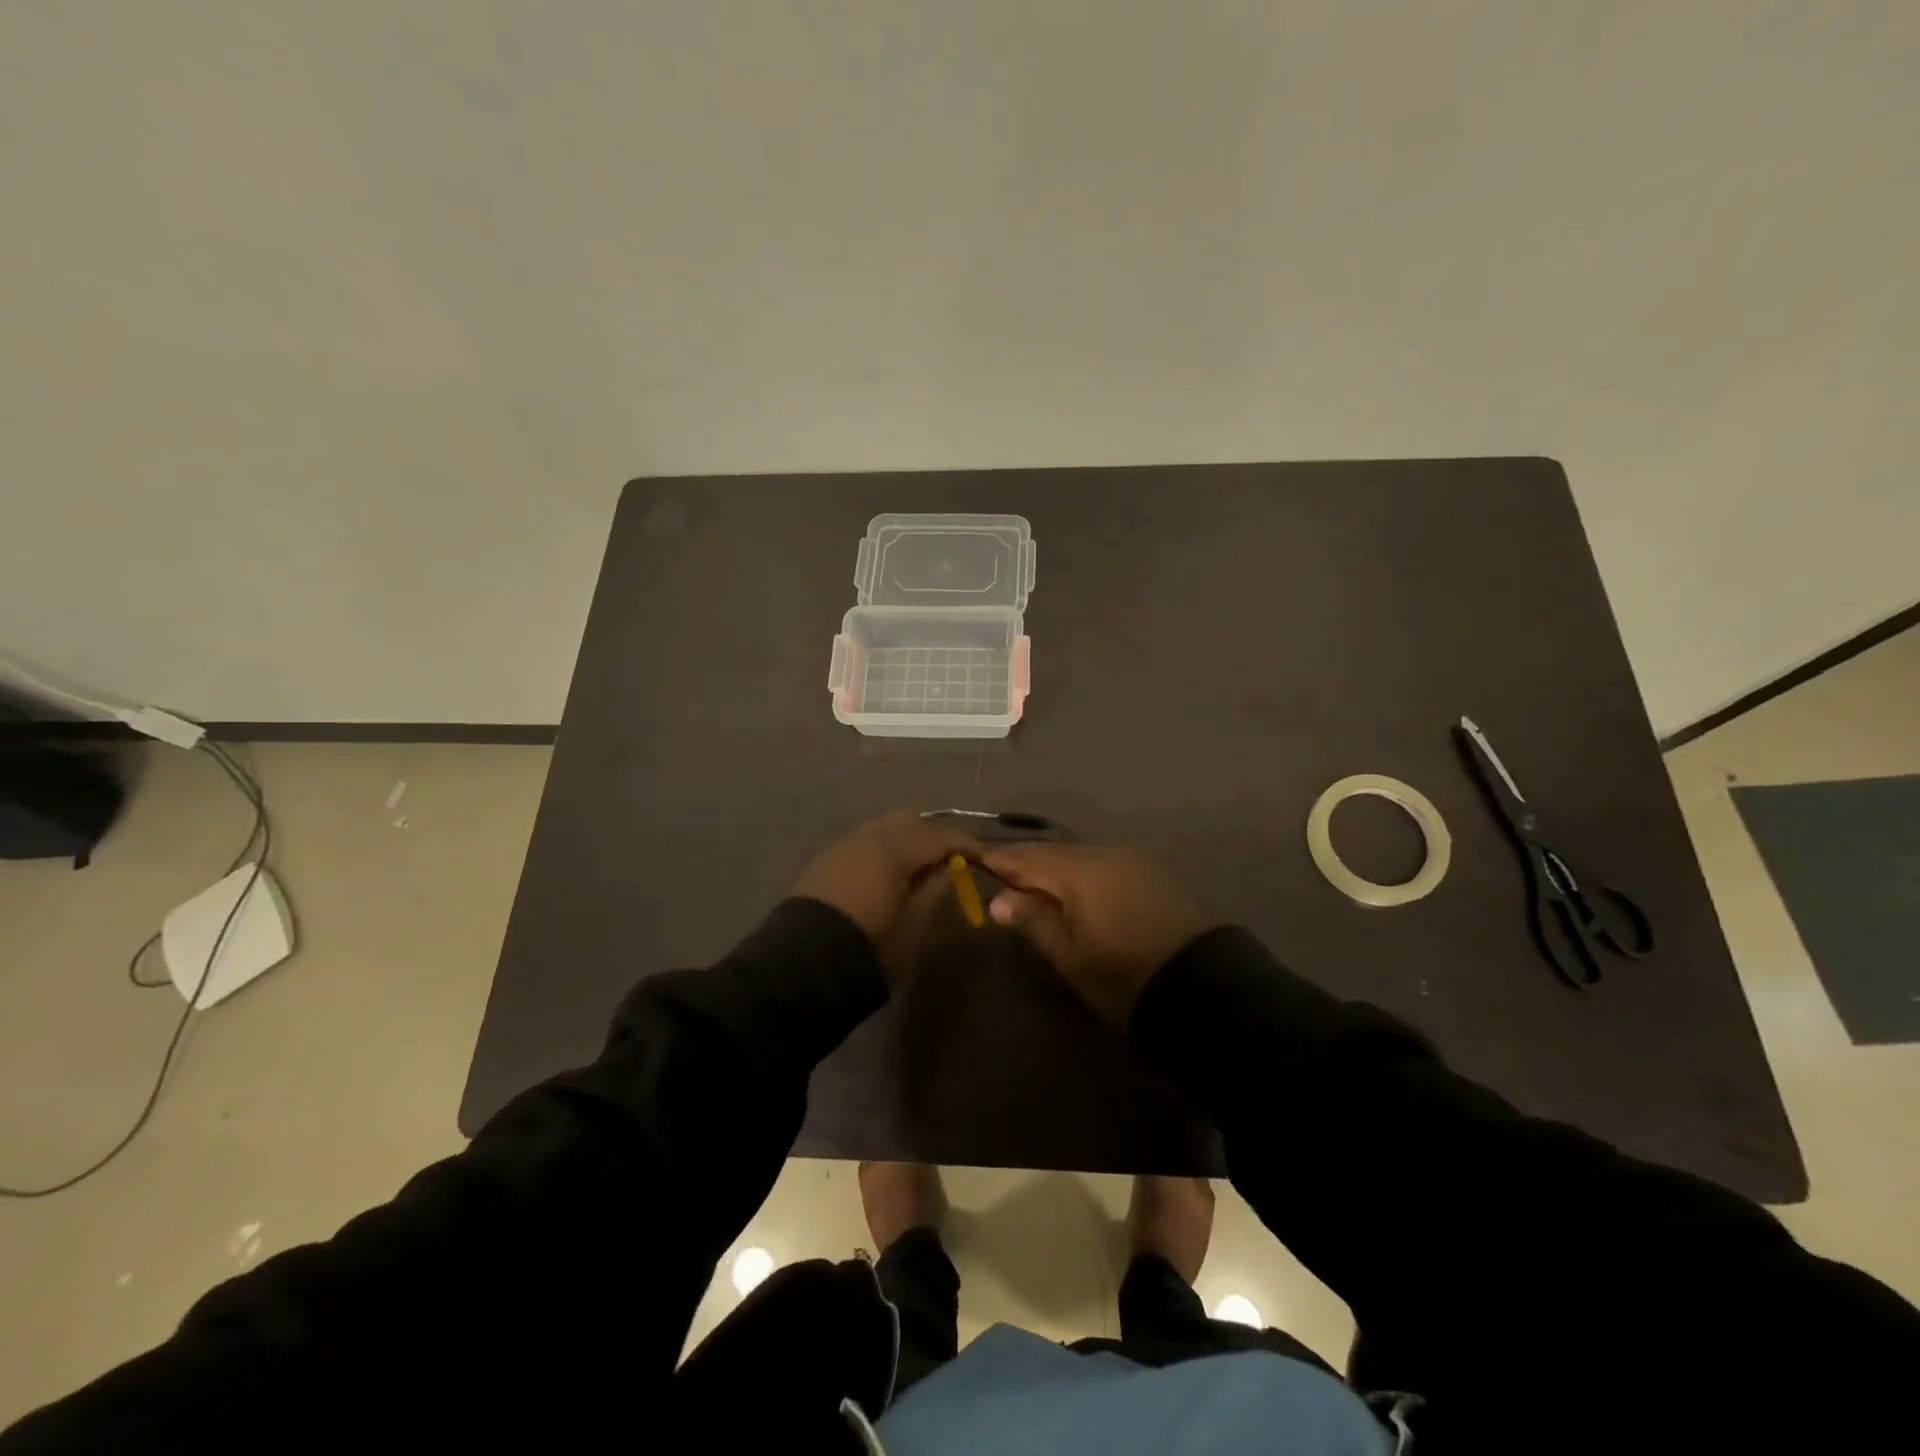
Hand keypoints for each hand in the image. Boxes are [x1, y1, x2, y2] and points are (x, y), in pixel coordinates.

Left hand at [793, 811, 981, 954]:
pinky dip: (886, 847)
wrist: (803, 964)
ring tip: (921, 865)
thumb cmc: (870, 946)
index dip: (965, 844)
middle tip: (952, 860)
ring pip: (885, 827)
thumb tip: (951, 869)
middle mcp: (868, 836)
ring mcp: (844, 844)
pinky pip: (866, 840)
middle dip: (934, 836)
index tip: (984, 857)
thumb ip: (936, 890)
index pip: (939, 836)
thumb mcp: (914, 925)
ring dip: (908, 839)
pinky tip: (891, 870)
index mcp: (894, 849)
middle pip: (911, 822)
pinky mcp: (828, 859)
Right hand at [983, 842, 1209, 1027]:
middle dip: (1025, 863)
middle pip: (1053, 851)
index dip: (999, 860)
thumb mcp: (1070, 955)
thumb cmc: (1123, 975)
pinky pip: (1101, 863)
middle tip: (999, 879)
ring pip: (1078, 856)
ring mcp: (1131, 859)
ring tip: (1032, 887)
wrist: (1201, 986)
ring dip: (1053, 868)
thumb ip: (1033, 920)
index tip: (971, 863)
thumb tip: (998, 899)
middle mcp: (1104, 852)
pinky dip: (1079, 873)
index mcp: (1079, 868)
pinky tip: (1072, 891)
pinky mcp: (1148, 872)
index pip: (1026, 856)